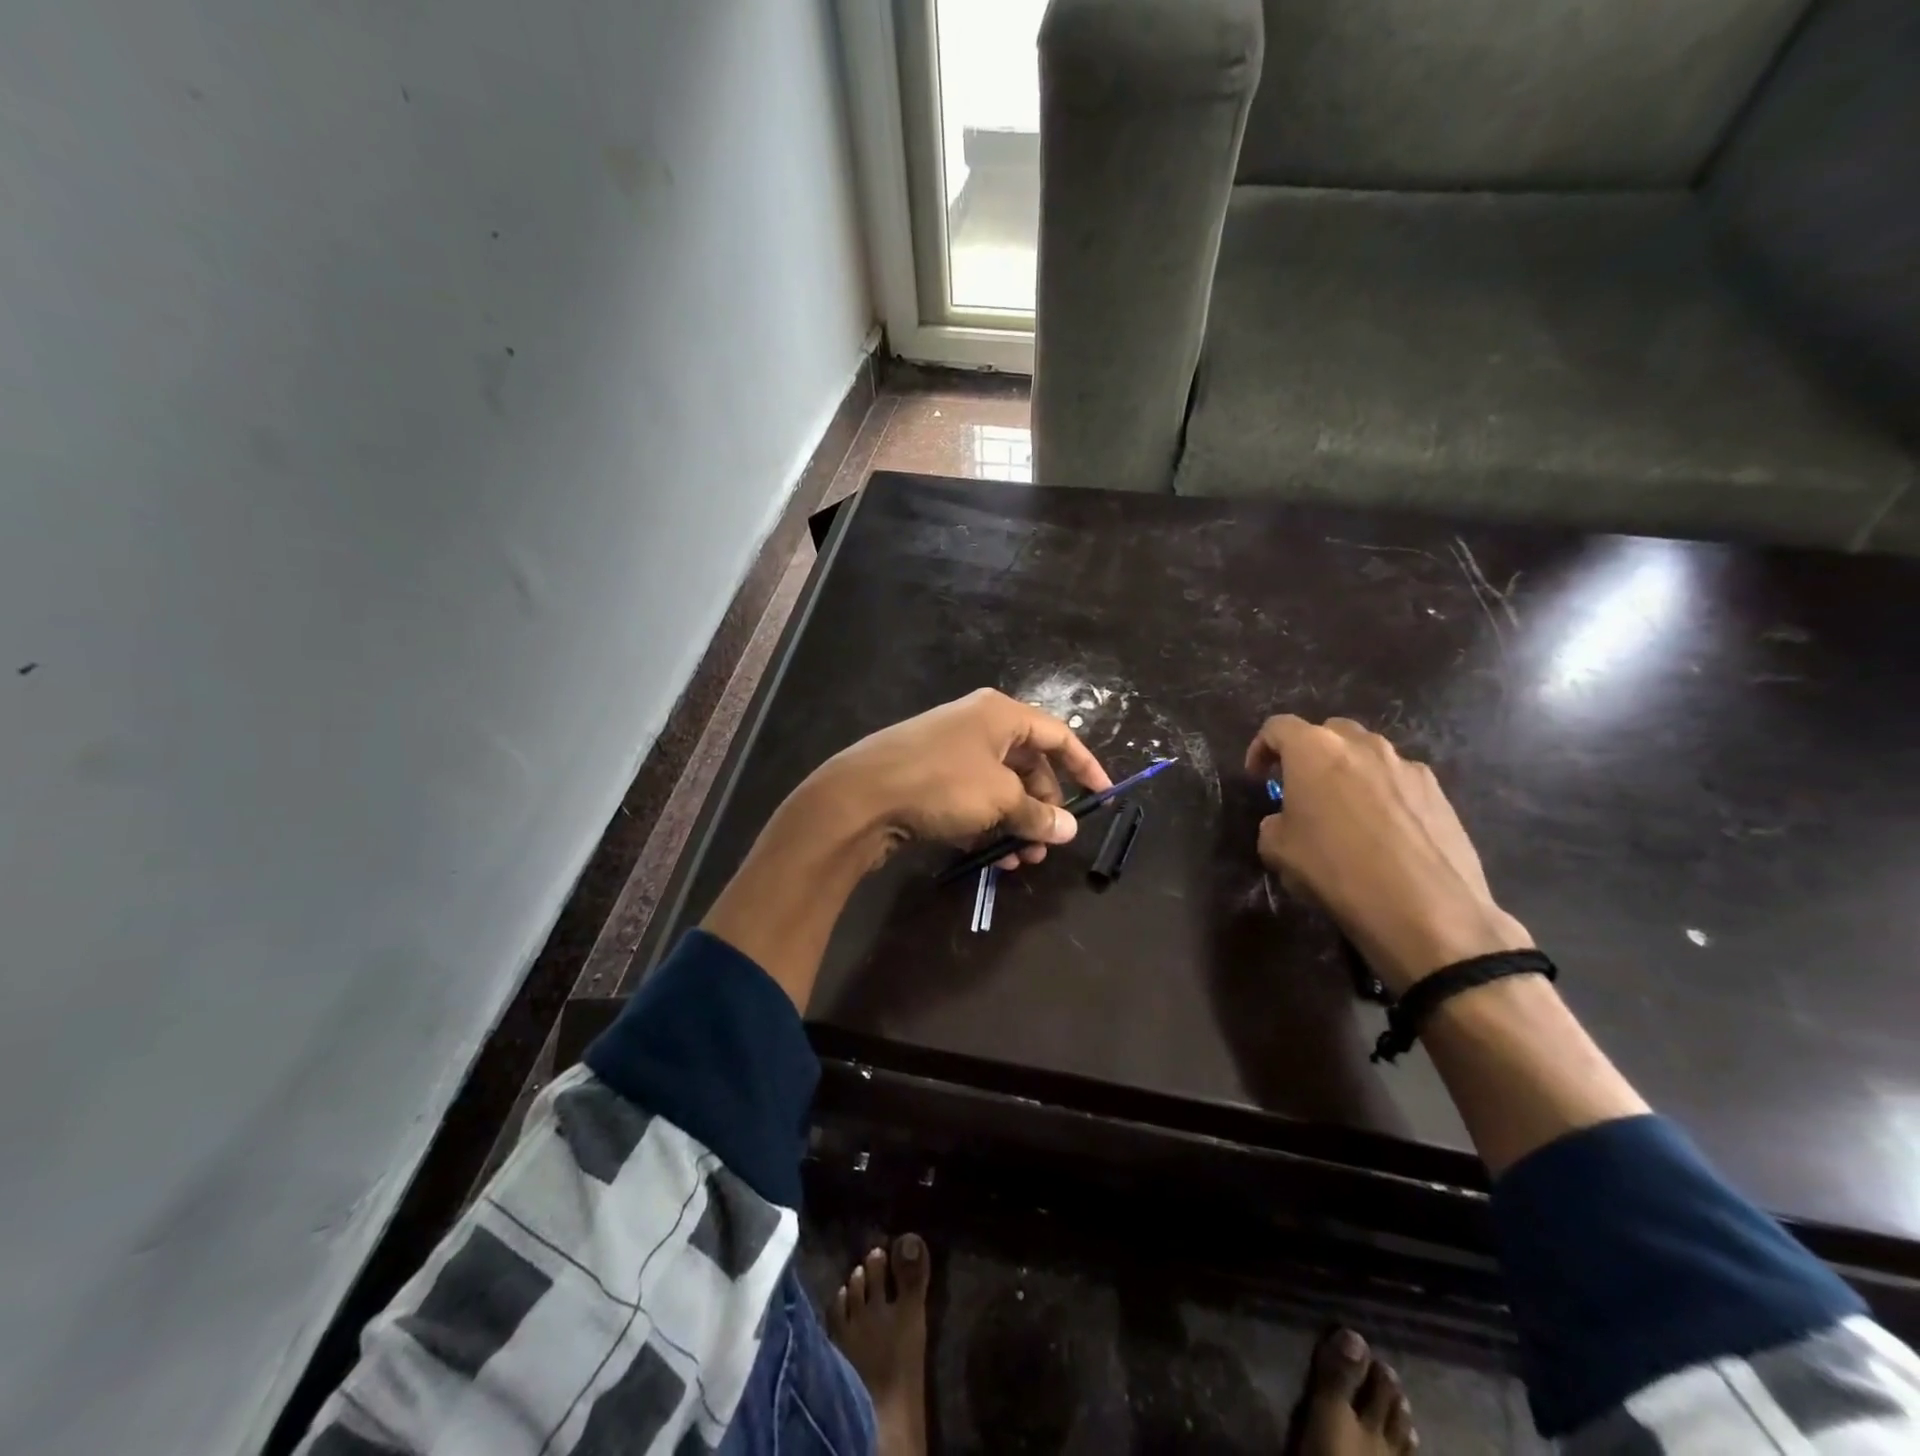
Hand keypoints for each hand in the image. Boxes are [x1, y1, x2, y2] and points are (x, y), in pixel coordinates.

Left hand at [803, 688, 1112, 869]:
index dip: (1085, 766)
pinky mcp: (929, 779)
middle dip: (1043, 807)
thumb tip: (1068, 829)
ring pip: (999, 788)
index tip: (1103, 797)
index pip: (1058, 735)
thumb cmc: (941, 783)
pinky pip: (972, 800)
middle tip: (1047, 843)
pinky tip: (990, 857)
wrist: (860, 796)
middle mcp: (977, 726)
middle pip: (1028, 765)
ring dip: (1015, 824)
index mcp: (1000, 714)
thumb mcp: (999, 799)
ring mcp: (950, 752)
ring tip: (1019, 860)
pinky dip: (986, 825)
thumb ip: (1038, 814)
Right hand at [1247, 715, 1531, 996]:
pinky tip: (1384, 834)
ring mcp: (1406, 765)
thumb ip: (1275, 823)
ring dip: (1349, 774)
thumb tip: (1288, 822)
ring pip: (1367, 755)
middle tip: (1302, 790)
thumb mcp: (1278, 851)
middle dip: (1310, 755)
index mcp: (1314, 750)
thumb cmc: (1336, 870)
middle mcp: (1361, 745)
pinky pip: (1398, 781)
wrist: (1425, 909)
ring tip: (1346, 814)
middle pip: (1328, 733)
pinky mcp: (1439, 791)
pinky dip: (1383, 795)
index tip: (1258, 777)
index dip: (1260, 749)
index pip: (1277, 728)